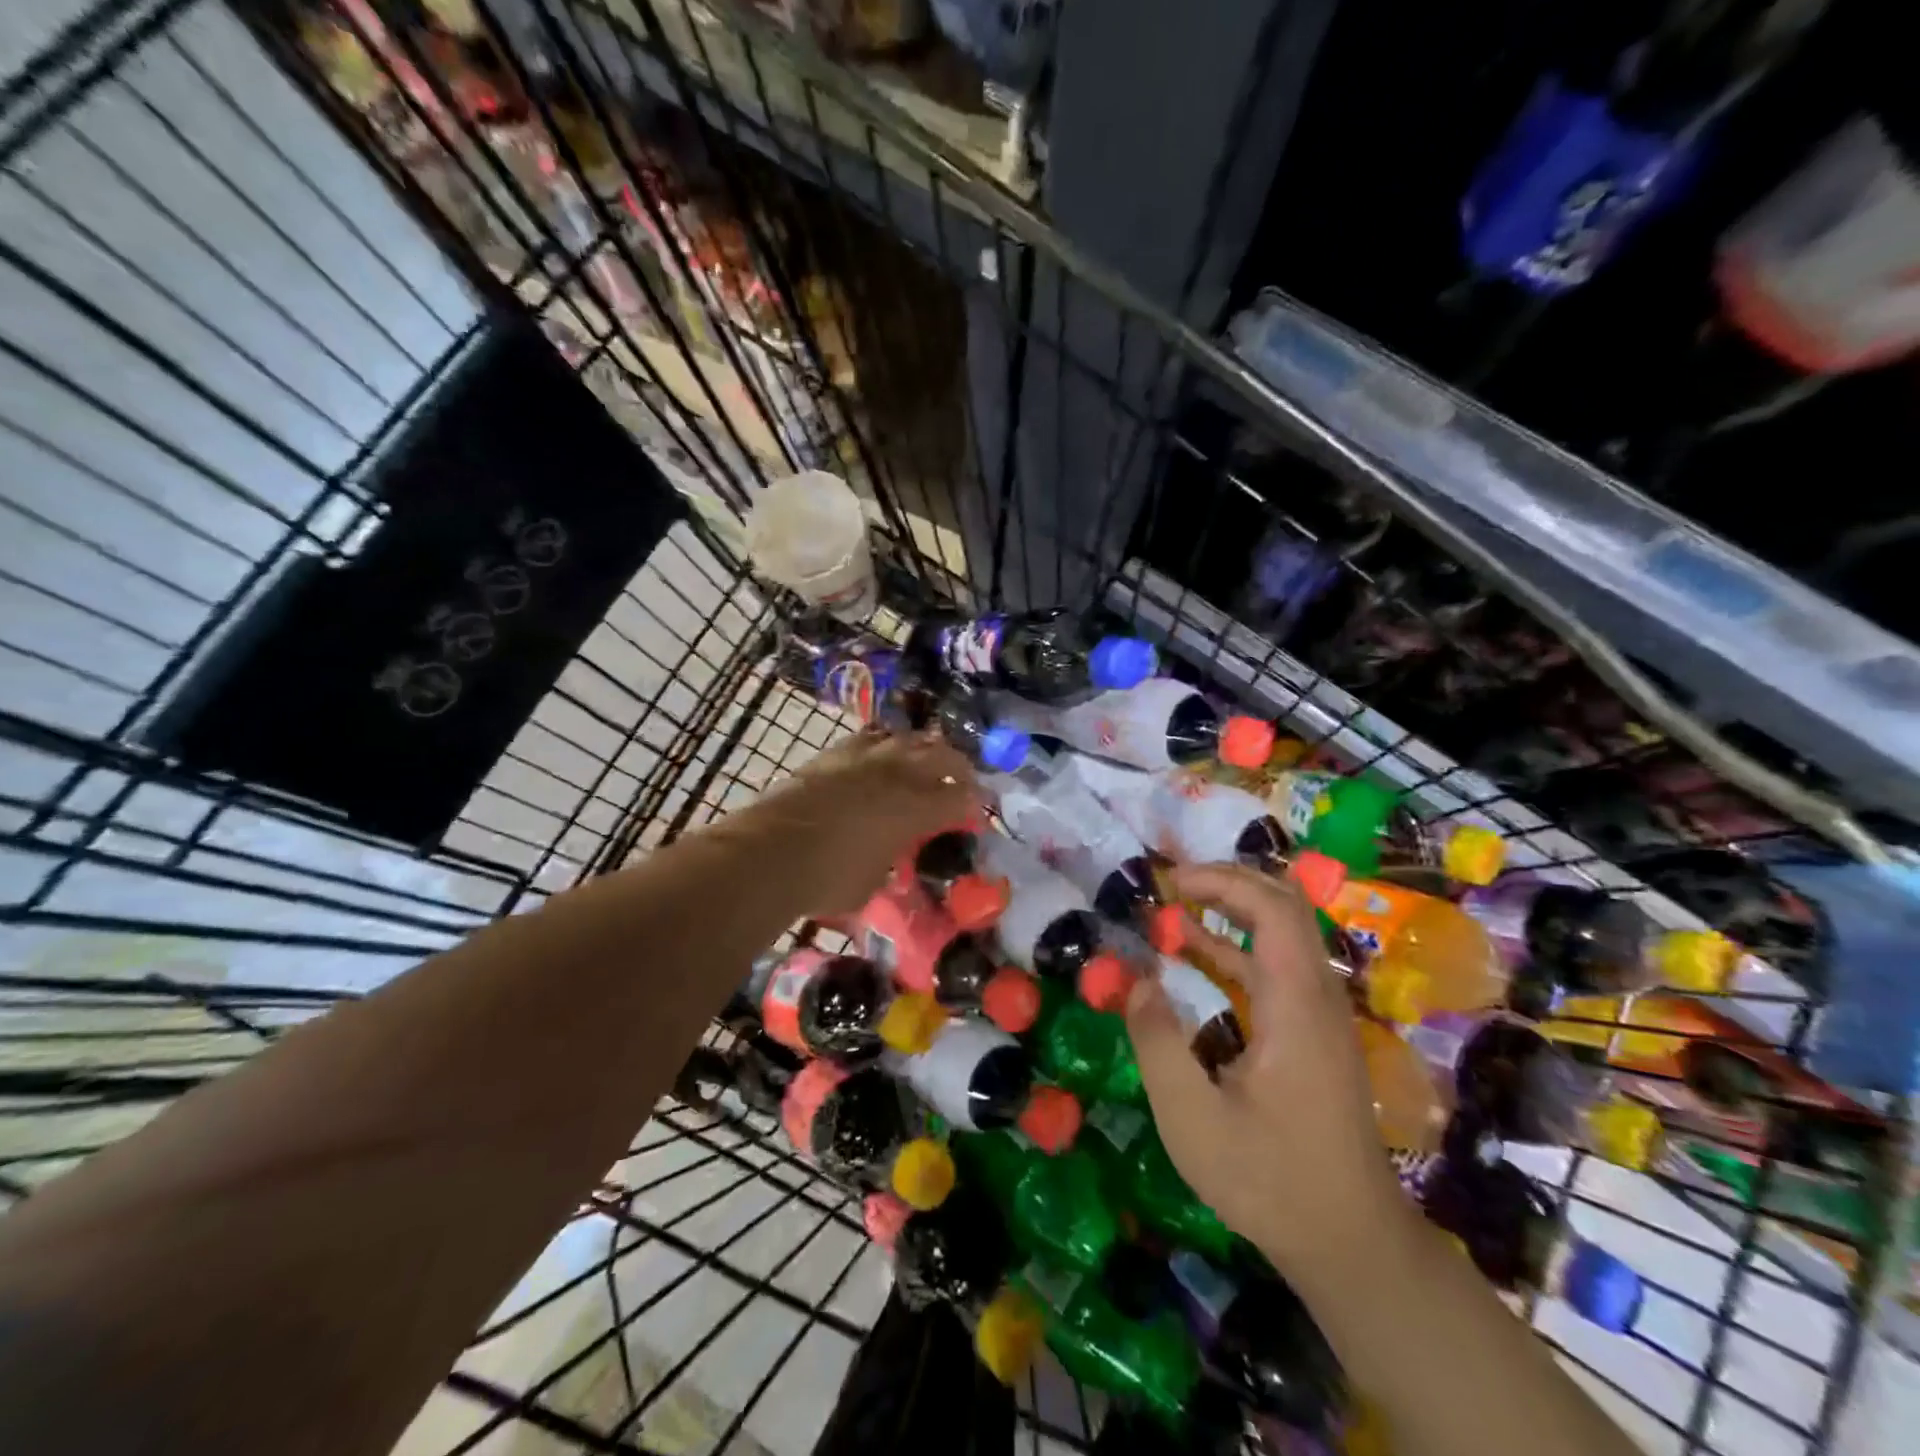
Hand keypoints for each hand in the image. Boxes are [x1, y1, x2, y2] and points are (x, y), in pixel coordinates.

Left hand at [741, 730, 976, 916]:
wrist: (771, 851)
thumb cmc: (828, 878)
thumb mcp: (871, 884)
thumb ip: (889, 865)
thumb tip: (889, 862)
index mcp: (916, 809)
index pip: (961, 799)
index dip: (974, 806)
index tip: (977, 814)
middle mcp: (898, 774)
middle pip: (943, 756)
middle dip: (959, 768)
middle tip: (962, 781)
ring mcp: (865, 757)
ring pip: (908, 738)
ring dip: (923, 749)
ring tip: (924, 761)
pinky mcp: (835, 752)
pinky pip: (871, 737)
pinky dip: (884, 744)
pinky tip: (881, 754)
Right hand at [1126, 863, 1407, 1272]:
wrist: (1351, 1243)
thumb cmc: (1271, 1179)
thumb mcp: (1193, 1118)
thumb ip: (1158, 1042)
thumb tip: (1135, 981)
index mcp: (1297, 1004)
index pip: (1273, 907)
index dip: (1221, 881)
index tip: (1169, 882)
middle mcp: (1317, 996)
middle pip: (1284, 907)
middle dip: (1226, 883)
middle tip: (1169, 884)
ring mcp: (1319, 1015)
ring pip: (1281, 935)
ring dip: (1228, 913)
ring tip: (1170, 910)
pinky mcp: (1312, 1034)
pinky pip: (1274, 968)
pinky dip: (1233, 949)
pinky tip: (1193, 959)